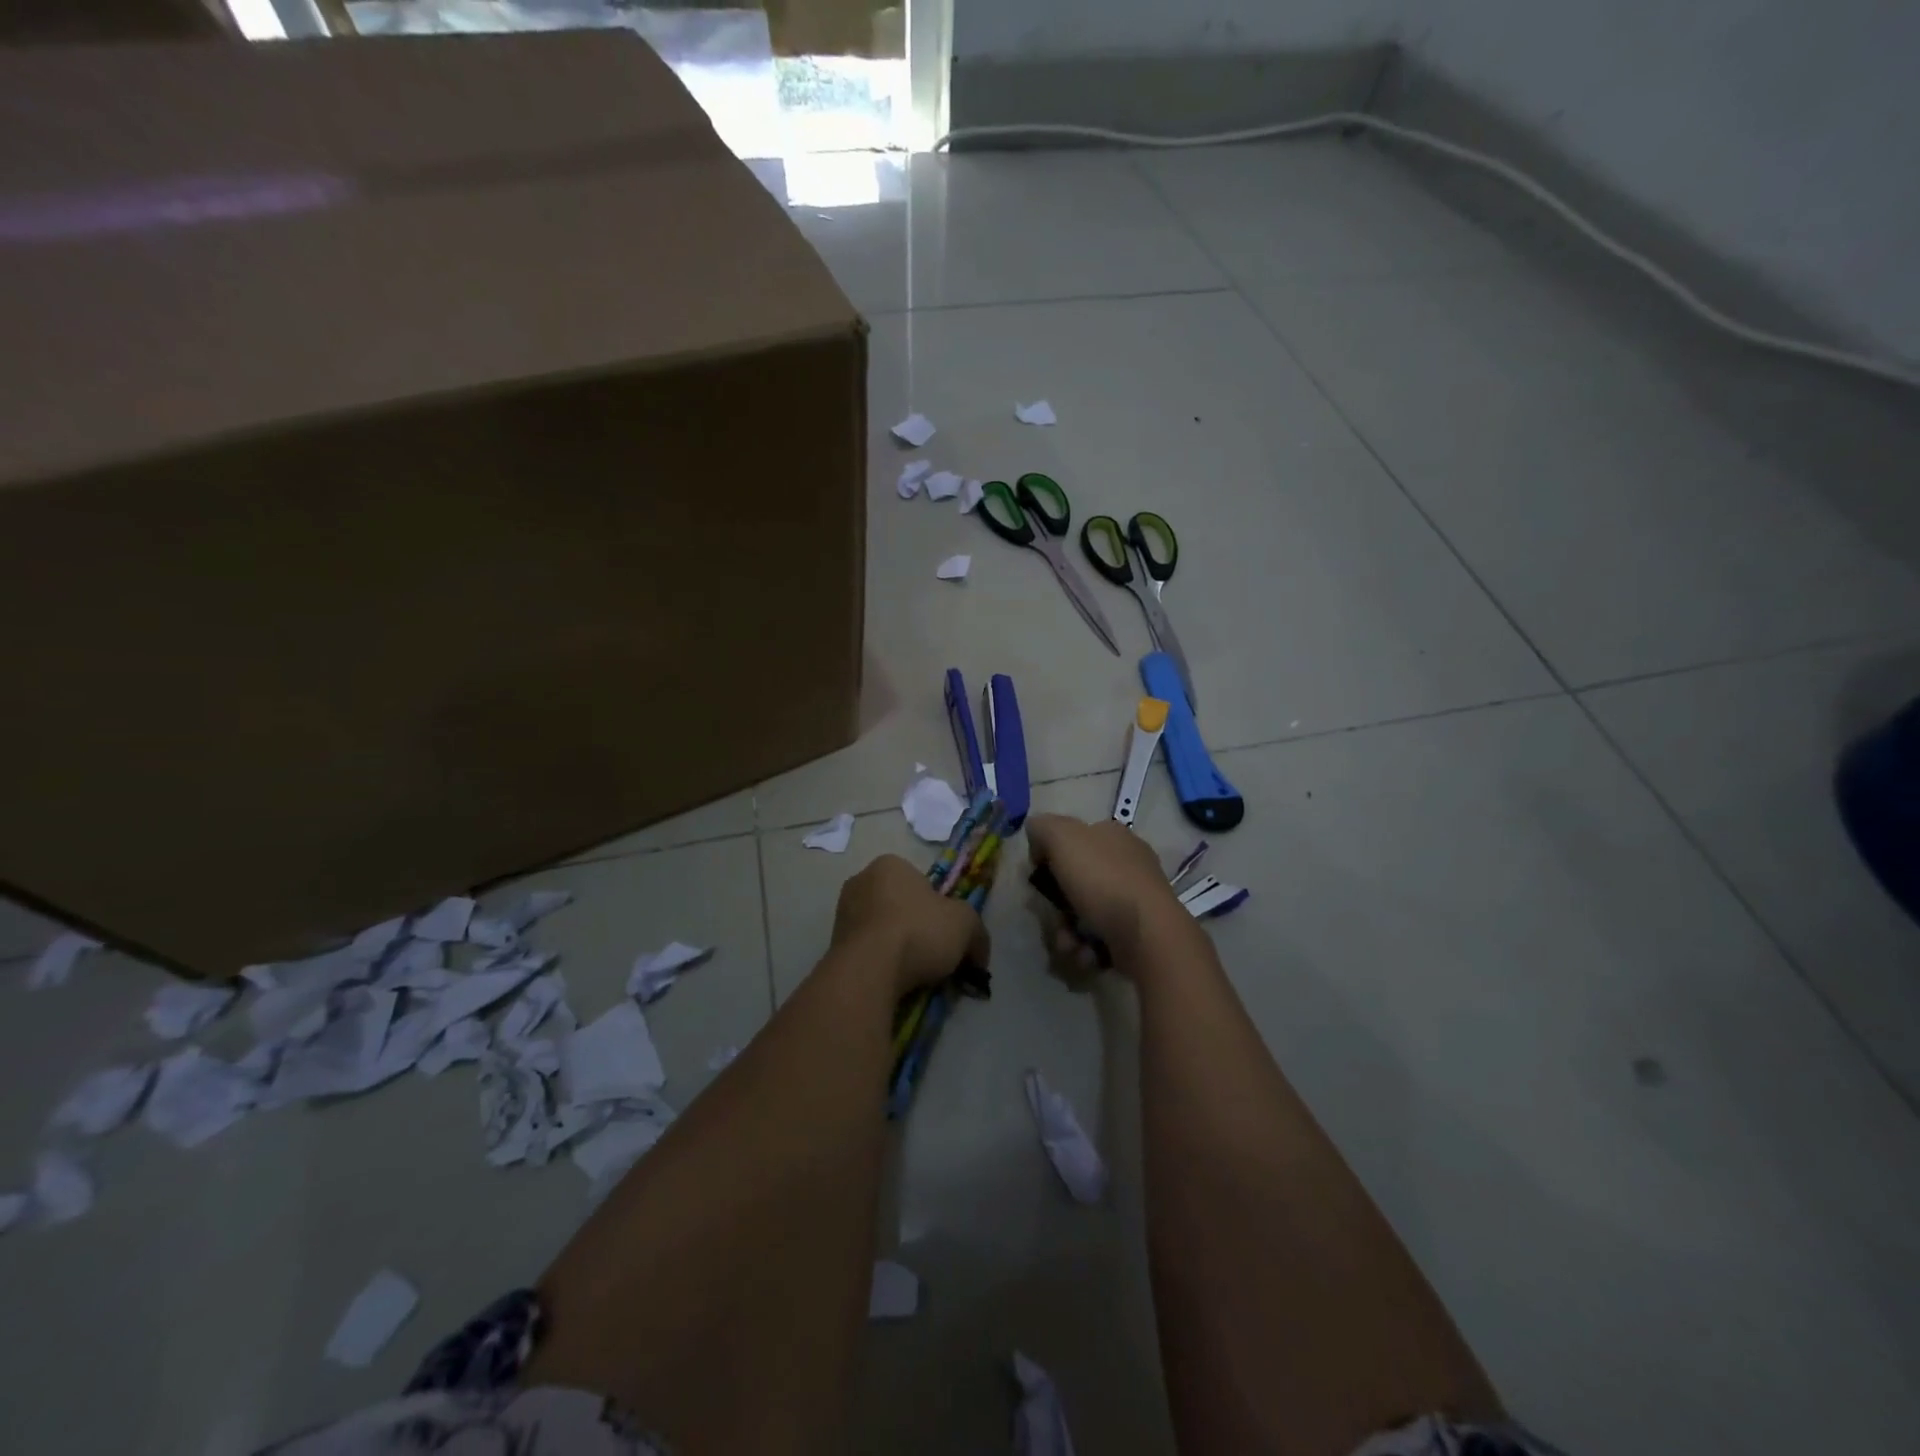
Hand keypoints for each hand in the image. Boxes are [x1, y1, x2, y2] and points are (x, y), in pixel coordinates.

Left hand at [830, 854, 989, 996]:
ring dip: (896, 947)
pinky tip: (892, 981)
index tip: (945, 932)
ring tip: (913, 974)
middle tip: (932, 955)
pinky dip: (879, 963)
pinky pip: (866, 951)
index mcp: (890, 864)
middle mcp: (860, 881)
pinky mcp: (832, 944)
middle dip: (915, 927)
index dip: (938, 907)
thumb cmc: (919, 931)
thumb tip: (979, 955)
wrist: (869, 970)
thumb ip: (977, 933)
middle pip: (899, 905)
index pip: (920, 882)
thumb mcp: (966, 924)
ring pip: (881, 929)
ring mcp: (842, 913)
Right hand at [1025, 814, 1189, 972]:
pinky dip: (1087, 948)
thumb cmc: (1102, 880)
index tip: (1039, 878)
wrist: (1146, 934)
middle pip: (1075, 882)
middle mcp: (1126, 863)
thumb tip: (1037, 838)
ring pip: (1084, 914)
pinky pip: (1100, 938)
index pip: (1072, 840)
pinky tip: (1087, 954)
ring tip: (1070, 945)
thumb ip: (1042, 828)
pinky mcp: (1137, 932)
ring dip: (1068, 933)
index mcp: (1112, 836)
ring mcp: (1134, 899)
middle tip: (1054, 919)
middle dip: (1057, 906)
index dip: (1050, 858)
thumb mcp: (1062, 838)